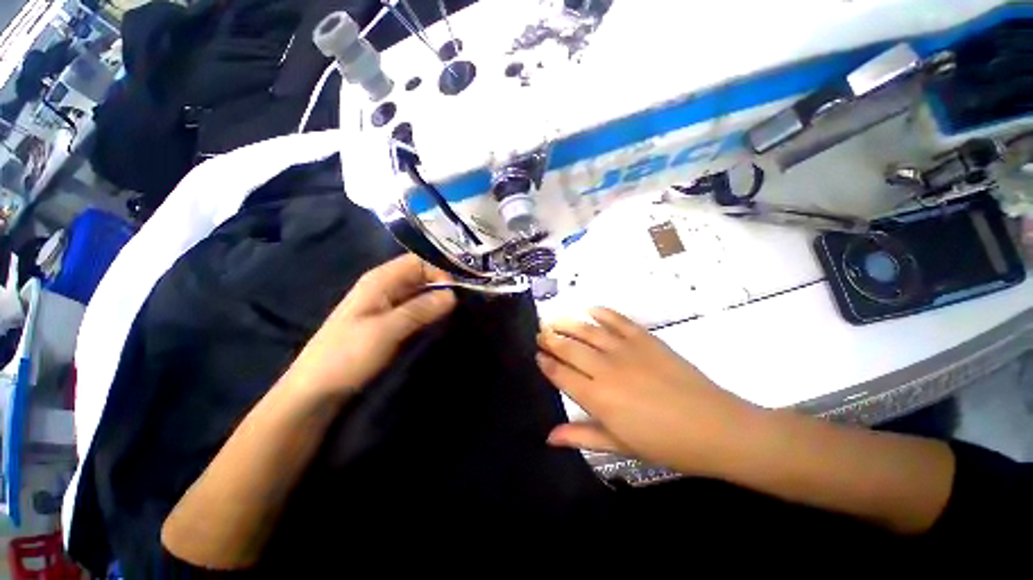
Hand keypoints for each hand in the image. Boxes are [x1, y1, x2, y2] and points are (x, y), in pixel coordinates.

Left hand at [284, 254, 456, 398]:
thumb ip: (420, 309)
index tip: (454, 294)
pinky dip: (428, 312)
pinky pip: (414, 309)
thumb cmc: (346, 356)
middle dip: (441, 286)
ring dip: (436, 300)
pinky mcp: (388, 322)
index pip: (418, 261)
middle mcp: (384, 287)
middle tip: (459, 306)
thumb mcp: (385, 330)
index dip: (438, 272)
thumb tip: (453, 294)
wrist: (316, 390)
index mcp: (380, 280)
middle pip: (420, 276)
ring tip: (454, 314)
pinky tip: (438, 322)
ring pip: (419, 293)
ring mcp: (385, 305)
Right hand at [536, 308, 758, 476]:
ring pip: (588, 331)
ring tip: (555, 319)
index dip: (546, 364)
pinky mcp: (645, 339)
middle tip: (541, 332)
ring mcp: (625, 350)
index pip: (561, 375)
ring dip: (568, 323)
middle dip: (551, 339)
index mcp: (598, 398)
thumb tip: (549, 437)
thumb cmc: (665, 444)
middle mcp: (605, 369)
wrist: (715, 427)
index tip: (537, 355)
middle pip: (570, 348)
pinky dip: (603, 313)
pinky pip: (618, 320)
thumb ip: (582, 436)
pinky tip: (591, 309)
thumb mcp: (620, 445)